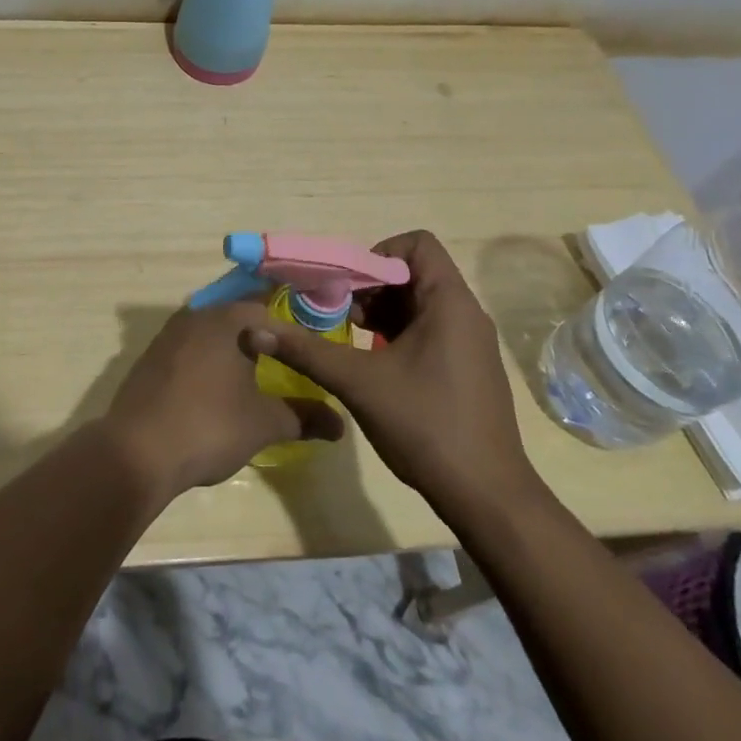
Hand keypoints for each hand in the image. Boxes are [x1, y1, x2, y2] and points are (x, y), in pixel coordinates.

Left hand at [102, 301, 343, 499]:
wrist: (138, 451)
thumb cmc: (209, 425)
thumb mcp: (264, 423)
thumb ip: (302, 417)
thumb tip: (339, 424)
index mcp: (227, 320)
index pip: (269, 310)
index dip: (292, 330)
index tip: (310, 349)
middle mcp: (196, 316)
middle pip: (237, 318)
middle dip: (261, 337)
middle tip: (286, 361)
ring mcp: (168, 335)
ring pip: (211, 333)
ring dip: (232, 349)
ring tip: (254, 374)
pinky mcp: (150, 358)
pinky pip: (188, 350)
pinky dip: (206, 362)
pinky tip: (215, 388)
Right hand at [244, 230, 538, 513]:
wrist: (487, 497)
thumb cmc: (425, 426)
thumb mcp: (358, 382)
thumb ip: (305, 350)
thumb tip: (253, 329)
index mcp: (450, 303)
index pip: (417, 243)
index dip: (378, 253)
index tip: (349, 285)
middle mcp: (466, 314)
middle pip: (414, 272)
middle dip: (371, 285)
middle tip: (339, 312)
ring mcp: (470, 343)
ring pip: (419, 303)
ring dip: (381, 311)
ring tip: (349, 337)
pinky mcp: (467, 367)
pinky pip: (429, 329)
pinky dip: (397, 333)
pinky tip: (372, 362)